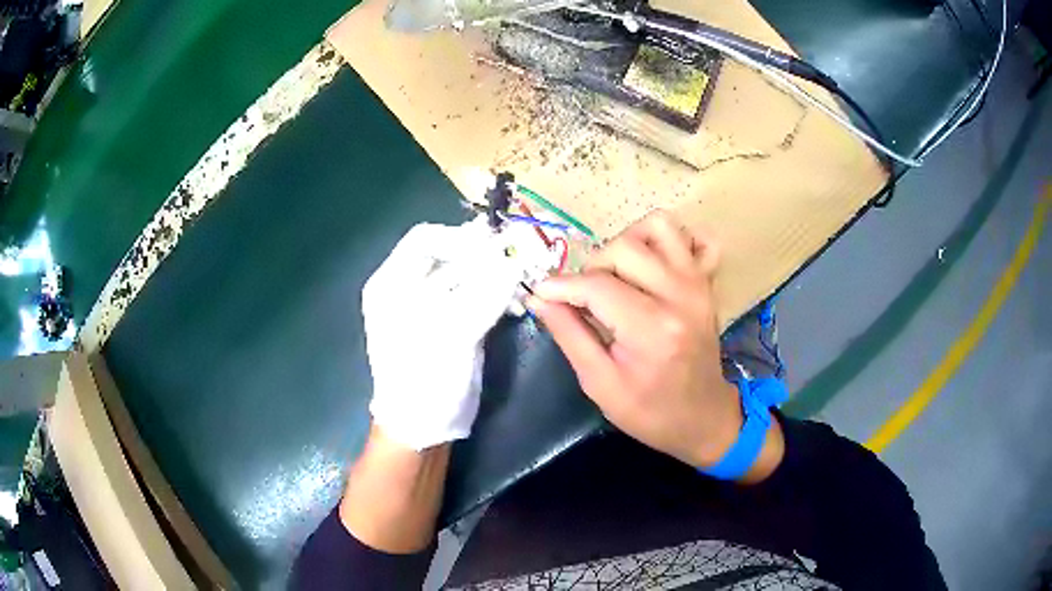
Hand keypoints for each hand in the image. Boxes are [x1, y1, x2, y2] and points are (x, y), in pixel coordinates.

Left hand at [362, 219, 522, 450]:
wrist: (423, 427)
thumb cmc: (423, 380)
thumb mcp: (451, 335)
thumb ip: (484, 295)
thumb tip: (515, 261)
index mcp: (392, 282)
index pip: (425, 239)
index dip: (460, 239)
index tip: (494, 249)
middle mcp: (408, 287)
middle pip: (449, 255)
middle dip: (485, 257)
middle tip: (518, 260)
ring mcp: (431, 306)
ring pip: (467, 275)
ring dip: (495, 276)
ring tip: (521, 283)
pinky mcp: (452, 322)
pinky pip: (476, 297)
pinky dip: (496, 296)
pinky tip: (515, 303)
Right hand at [530, 211, 780, 476]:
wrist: (702, 417)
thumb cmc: (650, 411)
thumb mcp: (599, 384)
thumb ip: (569, 335)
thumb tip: (539, 298)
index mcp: (651, 329)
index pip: (596, 286)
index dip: (560, 286)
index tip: (540, 293)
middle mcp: (679, 295)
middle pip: (623, 247)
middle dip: (593, 268)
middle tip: (585, 298)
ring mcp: (698, 283)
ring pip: (658, 227)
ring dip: (628, 243)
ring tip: (618, 275)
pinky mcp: (707, 281)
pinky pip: (696, 237)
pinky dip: (672, 241)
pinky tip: (655, 264)